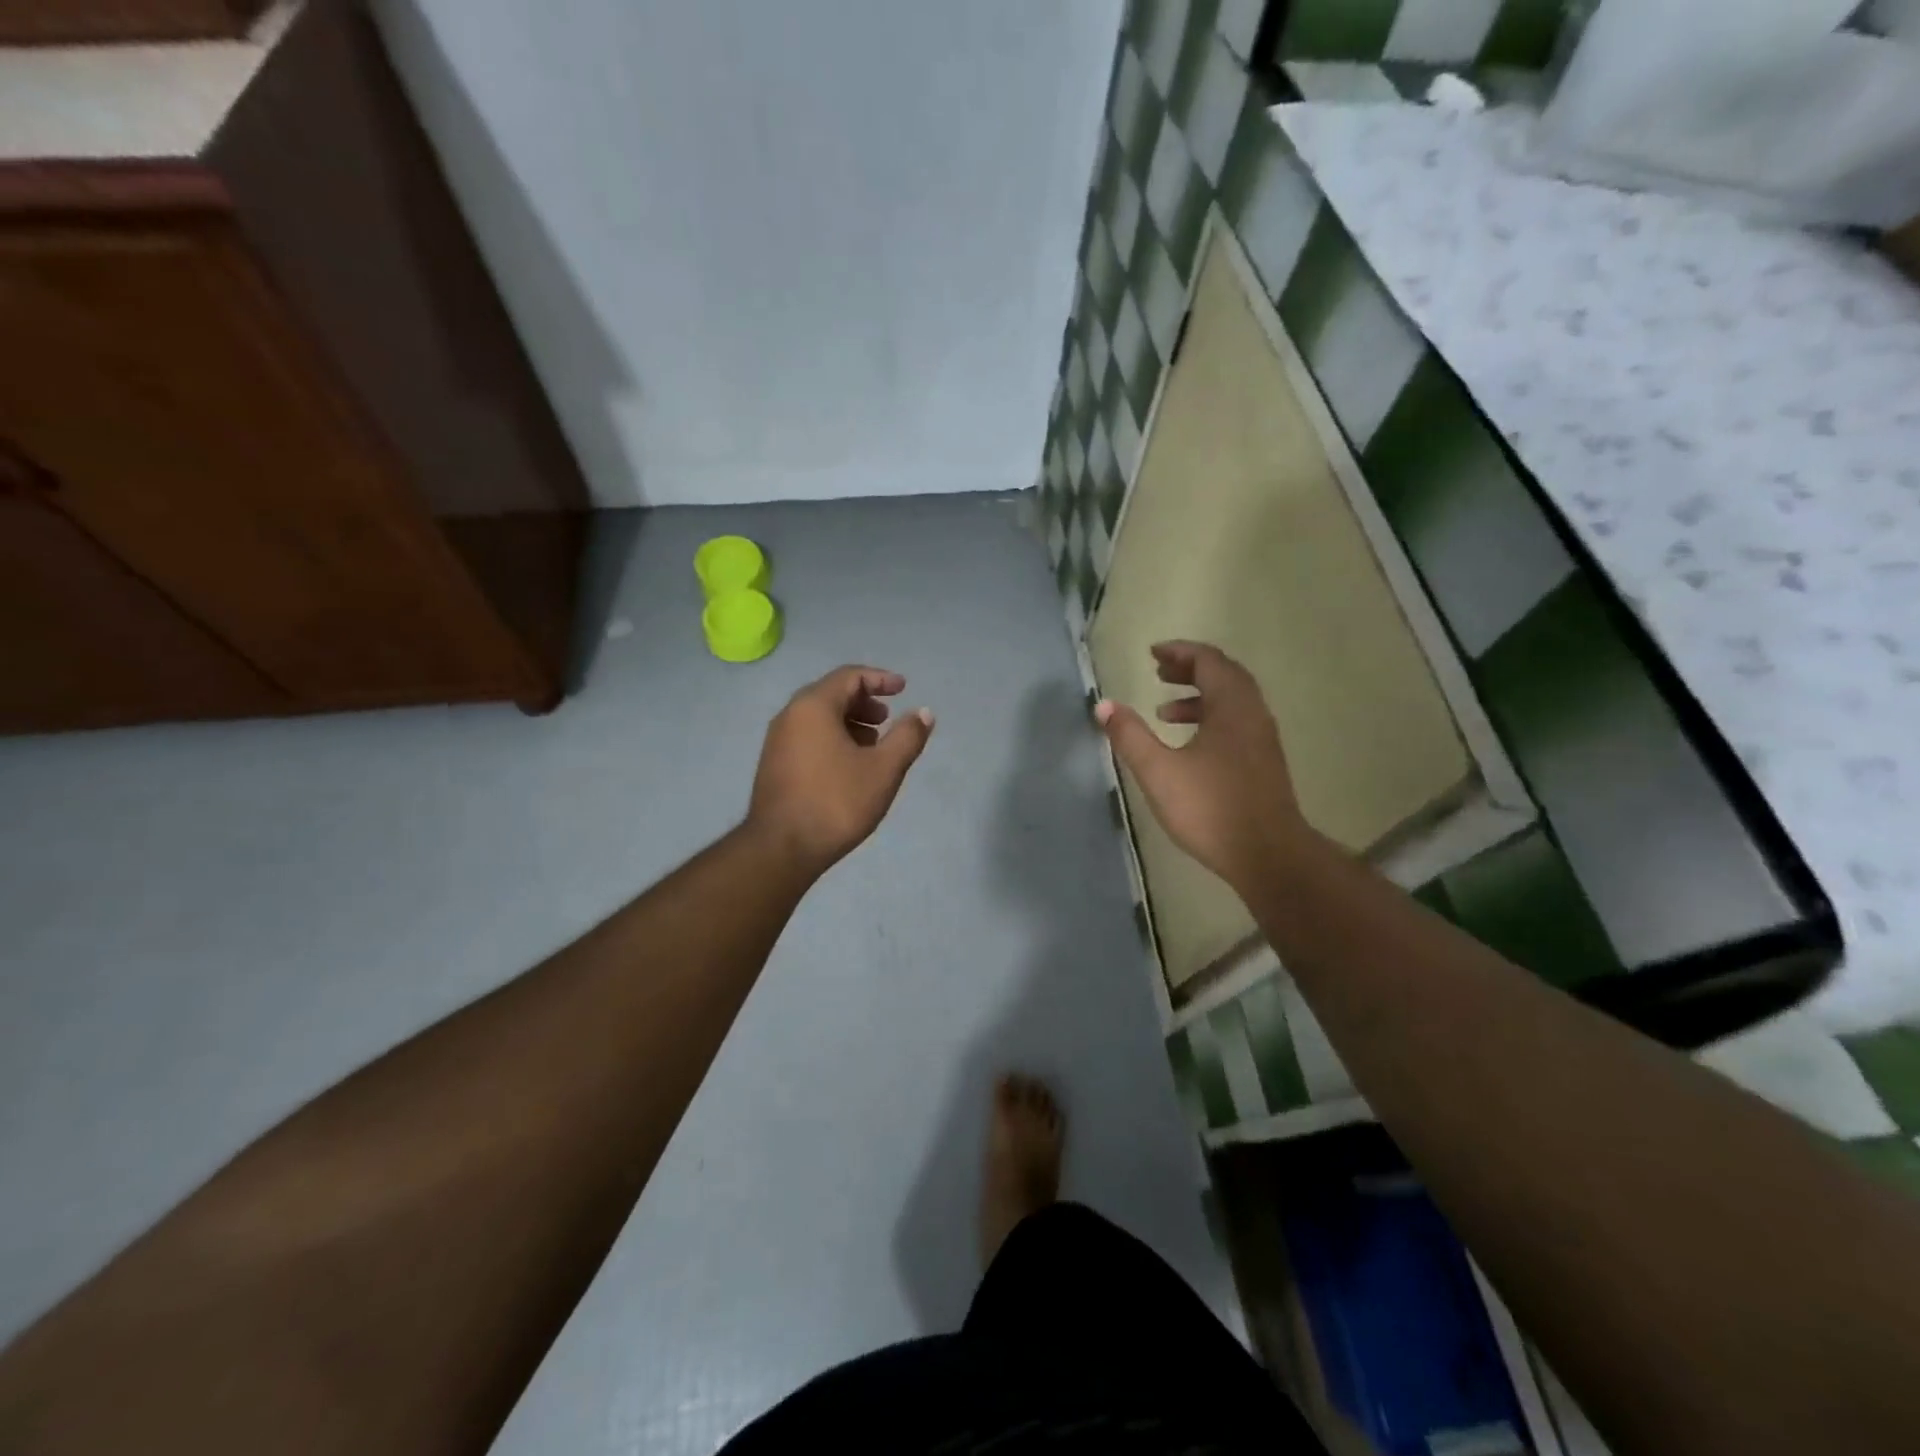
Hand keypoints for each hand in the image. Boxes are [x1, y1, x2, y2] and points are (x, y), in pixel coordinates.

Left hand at [748, 665, 933, 875]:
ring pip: (819, 718)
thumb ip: (907, 737)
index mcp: (813, 707)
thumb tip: (923, 712)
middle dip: (864, 702)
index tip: (903, 689)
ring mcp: (777, 741)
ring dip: (850, 722)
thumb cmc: (836, 802)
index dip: (880, 679)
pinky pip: (808, 736)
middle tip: (888, 718)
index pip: (849, 676)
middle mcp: (790, 715)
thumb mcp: (883, 769)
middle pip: (832, 694)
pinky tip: (849, 765)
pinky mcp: (774, 764)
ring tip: (874, 743)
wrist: (781, 849)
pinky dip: (833, 738)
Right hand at [1095, 642, 1302, 892]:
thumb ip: (1130, 736)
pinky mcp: (1263, 762)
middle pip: (1224, 675)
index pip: (1208, 661)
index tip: (1152, 654)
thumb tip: (1104, 705)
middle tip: (1158, 672)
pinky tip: (1188, 745)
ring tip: (1163, 710)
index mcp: (1231, 707)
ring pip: (1232, 701)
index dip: (1179, 652)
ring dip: (1198, 696)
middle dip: (1189, 669)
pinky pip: (1236, 722)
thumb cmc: (1210, 808)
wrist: (1268, 855)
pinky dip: (1210, 718)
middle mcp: (1253, 713)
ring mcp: (1262, 739)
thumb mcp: (1159, 771)